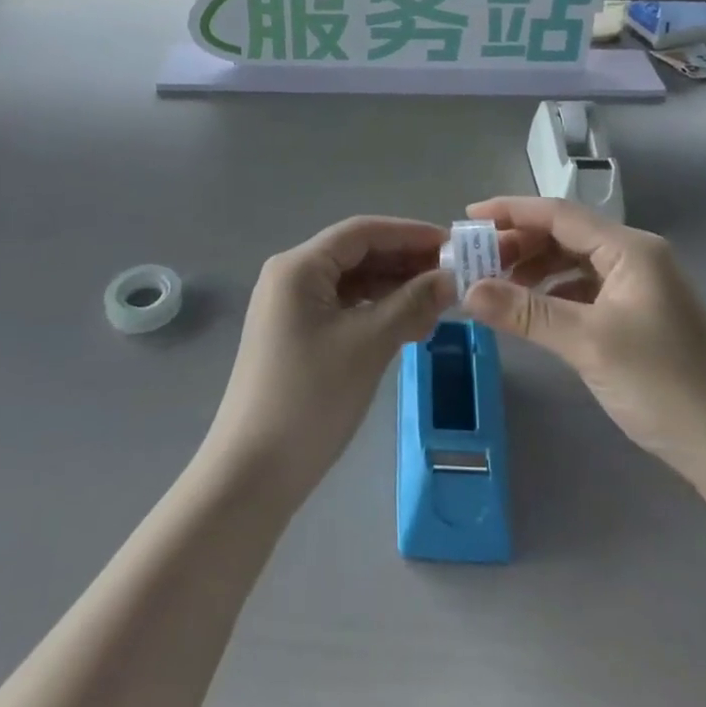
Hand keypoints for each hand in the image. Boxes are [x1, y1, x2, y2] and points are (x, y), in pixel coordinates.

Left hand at [201, 217, 454, 503]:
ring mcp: (290, 307)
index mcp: (299, 266)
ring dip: (394, 287)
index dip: (409, 233)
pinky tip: (409, 324)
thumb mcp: (368, 345)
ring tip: (439, 300)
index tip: (452, 244)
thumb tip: (452, 278)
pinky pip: (343, 307)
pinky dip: (376, 310)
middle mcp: (291, 276)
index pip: (362, 231)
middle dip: (405, 261)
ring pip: (352, 282)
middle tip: (453, 274)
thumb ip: (412, 304)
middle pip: (357, 254)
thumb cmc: (310, 398)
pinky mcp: (296, 335)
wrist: (252, 474)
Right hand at [463, 197, 705, 489]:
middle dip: (519, 244)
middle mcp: (636, 256)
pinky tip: (534, 311)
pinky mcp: (642, 314)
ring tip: (497, 287)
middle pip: (565, 234)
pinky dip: (556, 293)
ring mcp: (641, 286)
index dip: (510, 212)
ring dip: (535, 269)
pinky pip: (587, 288)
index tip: (468, 218)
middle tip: (476, 262)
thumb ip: (525, 312)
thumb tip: (467, 289)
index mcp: (630, 249)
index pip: (558, 213)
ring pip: (575, 261)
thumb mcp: (588, 344)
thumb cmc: (664, 386)